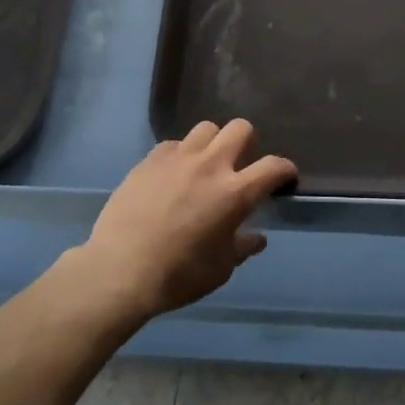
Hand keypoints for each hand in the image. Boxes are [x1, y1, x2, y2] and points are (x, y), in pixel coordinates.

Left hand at [79, 120, 295, 321]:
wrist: (119, 270)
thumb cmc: (178, 276)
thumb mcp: (220, 269)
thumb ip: (241, 247)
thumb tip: (256, 238)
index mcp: (235, 192)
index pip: (273, 166)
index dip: (285, 169)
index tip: (286, 177)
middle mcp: (210, 165)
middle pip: (241, 129)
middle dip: (249, 143)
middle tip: (242, 165)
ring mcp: (178, 157)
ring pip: (206, 128)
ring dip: (213, 143)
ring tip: (206, 165)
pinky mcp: (150, 159)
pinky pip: (174, 144)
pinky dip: (181, 155)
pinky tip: (174, 175)